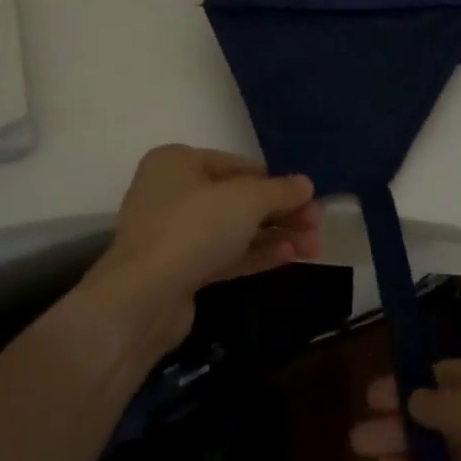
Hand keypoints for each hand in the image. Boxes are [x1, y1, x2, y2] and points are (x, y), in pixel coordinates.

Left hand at [89, 145, 322, 346]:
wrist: (143, 298)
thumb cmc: (193, 228)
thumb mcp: (245, 201)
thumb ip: (279, 191)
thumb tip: (307, 183)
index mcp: (178, 161)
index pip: (236, 164)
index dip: (274, 180)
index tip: (307, 196)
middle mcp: (172, 191)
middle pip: (236, 198)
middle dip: (279, 212)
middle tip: (317, 224)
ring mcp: (173, 233)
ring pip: (233, 229)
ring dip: (273, 235)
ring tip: (313, 246)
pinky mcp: (178, 269)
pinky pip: (223, 254)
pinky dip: (255, 254)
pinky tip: (289, 256)